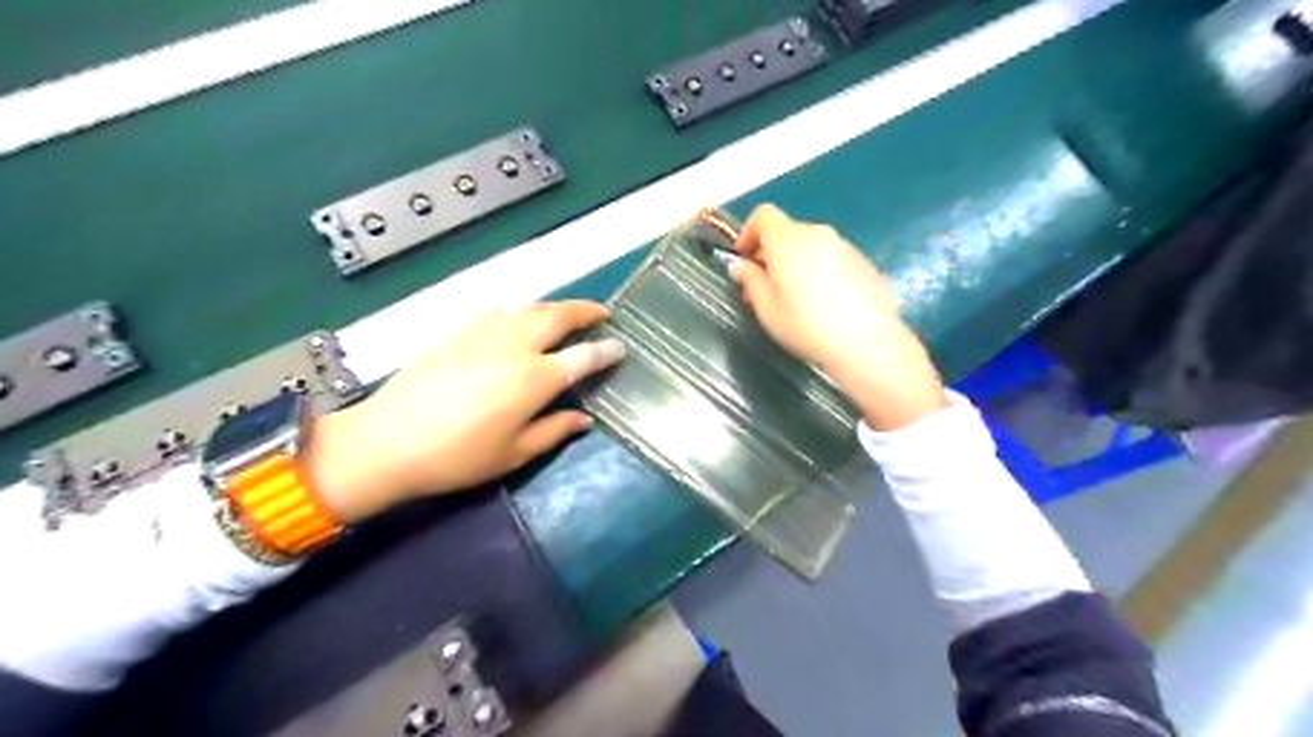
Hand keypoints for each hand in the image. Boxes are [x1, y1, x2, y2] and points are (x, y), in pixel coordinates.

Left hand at [307, 299, 622, 522]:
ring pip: (528, 307)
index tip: (620, 347)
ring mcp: (484, 334)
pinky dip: (518, 313)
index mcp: (535, 378)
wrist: (386, 441)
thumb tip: (584, 419)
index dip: (606, 350)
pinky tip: (516, 324)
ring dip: (554, 307)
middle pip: (558, 315)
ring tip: (565, 316)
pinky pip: (498, 312)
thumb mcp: (514, 453)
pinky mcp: (458, 332)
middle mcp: (516, 346)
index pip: (583, 356)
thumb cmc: (457, 456)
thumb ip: (554, 430)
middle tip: (601, 313)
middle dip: (585, 310)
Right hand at [735, 201, 950, 432]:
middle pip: (788, 231)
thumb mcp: (767, 309)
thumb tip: (740, 265)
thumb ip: (750, 280)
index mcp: (788, 239)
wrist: (867, 342)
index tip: (744, 260)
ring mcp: (845, 246)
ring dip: (798, 263)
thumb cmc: (806, 325)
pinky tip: (825, 305)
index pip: (762, 215)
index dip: (748, 233)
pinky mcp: (864, 262)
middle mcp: (817, 233)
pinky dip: (821, 272)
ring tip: (797, 299)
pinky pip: (832, 259)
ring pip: (811, 246)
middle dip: (772, 253)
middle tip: (766, 287)